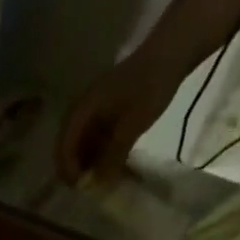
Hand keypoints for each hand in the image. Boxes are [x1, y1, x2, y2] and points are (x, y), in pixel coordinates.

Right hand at [57, 57, 178, 186]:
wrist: (175, 50)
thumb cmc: (151, 86)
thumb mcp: (132, 125)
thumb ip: (112, 156)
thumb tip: (95, 185)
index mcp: (83, 110)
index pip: (64, 147)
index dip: (69, 170)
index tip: (82, 188)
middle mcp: (83, 111)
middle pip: (68, 147)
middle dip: (75, 170)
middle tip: (89, 188)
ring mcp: (95, 110)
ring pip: (81, 144)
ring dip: (87, 163)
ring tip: (101, 179)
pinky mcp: (108, 111)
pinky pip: (95, 137)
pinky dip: (99, 153)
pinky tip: (111, 164)